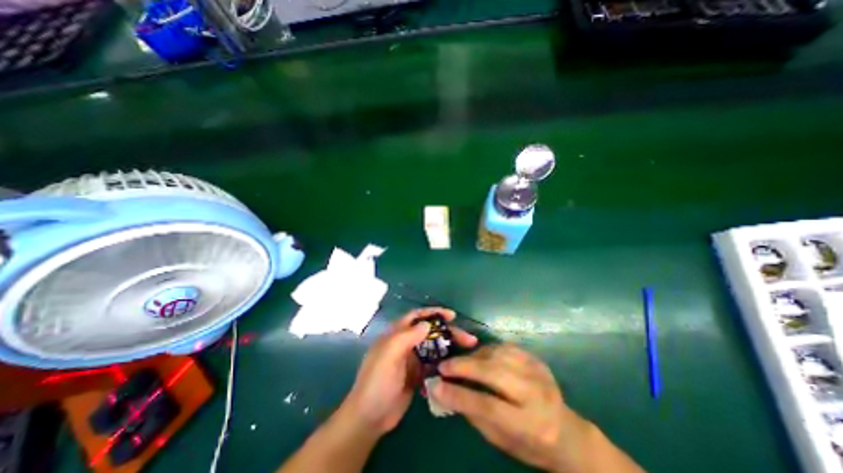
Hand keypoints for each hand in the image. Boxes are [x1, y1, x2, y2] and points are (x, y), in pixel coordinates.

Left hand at [340, 311, 471, 436]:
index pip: (416, 316)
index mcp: (396, 334)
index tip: (452, 316)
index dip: (433, 313)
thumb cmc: (377, 382)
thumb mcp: (388, 356)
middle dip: (448, 332)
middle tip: (468, 338)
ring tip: (468, 349)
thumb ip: (406, 337)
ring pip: (434, 347)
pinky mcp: (417, 374)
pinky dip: (445, 362)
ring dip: (449, 346)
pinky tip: (458, 365)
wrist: (370, 418)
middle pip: (430, 332)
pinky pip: (434, 363)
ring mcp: (412, 359)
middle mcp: (405, 343)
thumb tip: (427, 324)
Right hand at [435, 343, 590, 471]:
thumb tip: (446, 391)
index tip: (436, 386)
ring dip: (474, 356)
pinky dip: (487, 349)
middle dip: (464, 366)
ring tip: (460, 362)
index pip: (488, 405)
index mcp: (530, 424)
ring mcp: (538, 372)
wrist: (566, 433)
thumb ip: (474, 414)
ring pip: (498, 354)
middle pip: (494, 372)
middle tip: (444, 366)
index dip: (459, 395)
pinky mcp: (536, 359)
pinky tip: (479, 356)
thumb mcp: (501, 441)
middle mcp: (536, 394)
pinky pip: (505, 347)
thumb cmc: (530, 444)